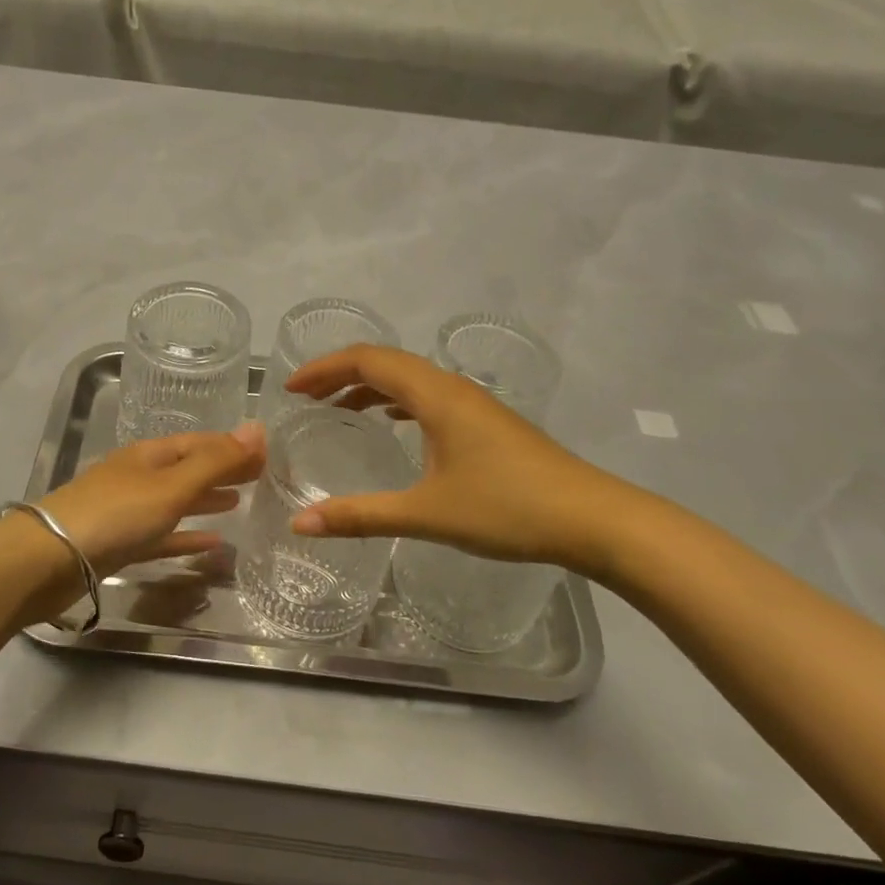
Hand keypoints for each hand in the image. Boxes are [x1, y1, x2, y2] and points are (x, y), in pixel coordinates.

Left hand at [3, 425, 264, 622]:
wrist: (45, 560)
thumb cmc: (114, 515)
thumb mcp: (170, 486)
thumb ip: (215, 462)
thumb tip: (258, 428)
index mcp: (149, 455)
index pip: (199, 443)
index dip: (232, 446)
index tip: (267, 454)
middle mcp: (138, 477)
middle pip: (188, 469)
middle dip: (222, 470)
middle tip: (261, 477)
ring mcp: (126, 512)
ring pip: (175, 502)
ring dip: (205, 501)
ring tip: (239, 503)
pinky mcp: (118, 545)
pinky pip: (162, 536)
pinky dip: (186, 537)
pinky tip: (211, 544)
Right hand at [282, 345, 642, 576]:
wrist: (594, 519)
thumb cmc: (507, 509)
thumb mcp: (426, 514)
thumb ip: (360, 516)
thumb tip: (300, 524)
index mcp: (435, 395)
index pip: (367, 360)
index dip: (324, 368)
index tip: (291, 389)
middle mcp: (452, 387)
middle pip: (385, 362)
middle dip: (340, 374)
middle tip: (305, 398)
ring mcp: (473, 403)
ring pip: (409, 378)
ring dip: (368, 386)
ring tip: (336, 409)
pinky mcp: (486, 422)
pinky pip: (427, 396)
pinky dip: (396, 401)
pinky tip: (391, 425)